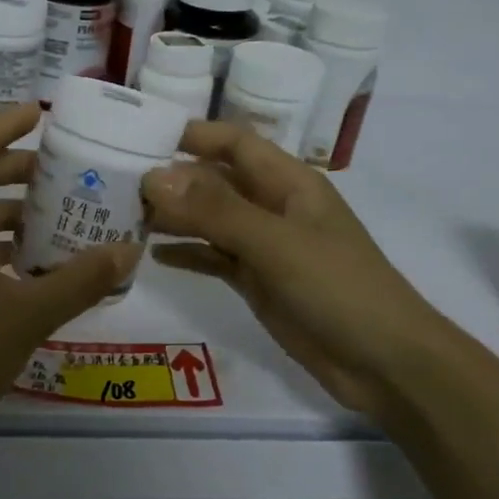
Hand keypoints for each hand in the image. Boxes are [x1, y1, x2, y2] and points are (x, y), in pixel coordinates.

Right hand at [141, 122, 442, 418]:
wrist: (384, 363)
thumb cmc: (338, 288)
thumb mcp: (275, 242)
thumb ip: (214, 211)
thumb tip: (152, 178)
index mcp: (288, 182)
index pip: (234, 143)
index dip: (192, 134)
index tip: (139, 135)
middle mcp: (273, 207)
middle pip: (215, 181)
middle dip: (171, 179)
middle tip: (114, 184)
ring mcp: (265, 246)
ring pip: (210, 220)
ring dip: (173, 217)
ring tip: (123, 217)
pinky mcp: (257, 282)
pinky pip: (214, 258)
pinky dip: (187, 253)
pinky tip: (152, 255)